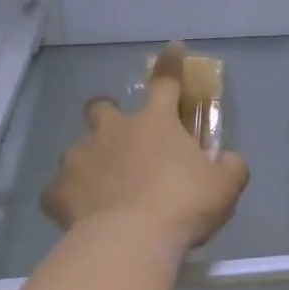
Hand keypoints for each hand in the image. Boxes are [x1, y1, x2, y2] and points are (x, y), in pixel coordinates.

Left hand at [41, 43, 250, 259]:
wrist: (130, 241)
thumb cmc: (183, 206)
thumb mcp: (224, 188)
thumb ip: (230, 168)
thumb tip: (230, 160)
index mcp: (154, 122)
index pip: (165, 82)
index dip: (170, 65)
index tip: (172, 48)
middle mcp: (112, 131)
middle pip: (101, 107)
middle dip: (107, 113)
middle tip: (119, 137)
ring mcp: (79, 158)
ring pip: (77, 150)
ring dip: (89, 162)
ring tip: (101, 189)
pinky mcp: (57, 191)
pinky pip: (58, 192)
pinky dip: (67, 200)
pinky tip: (78, 215)